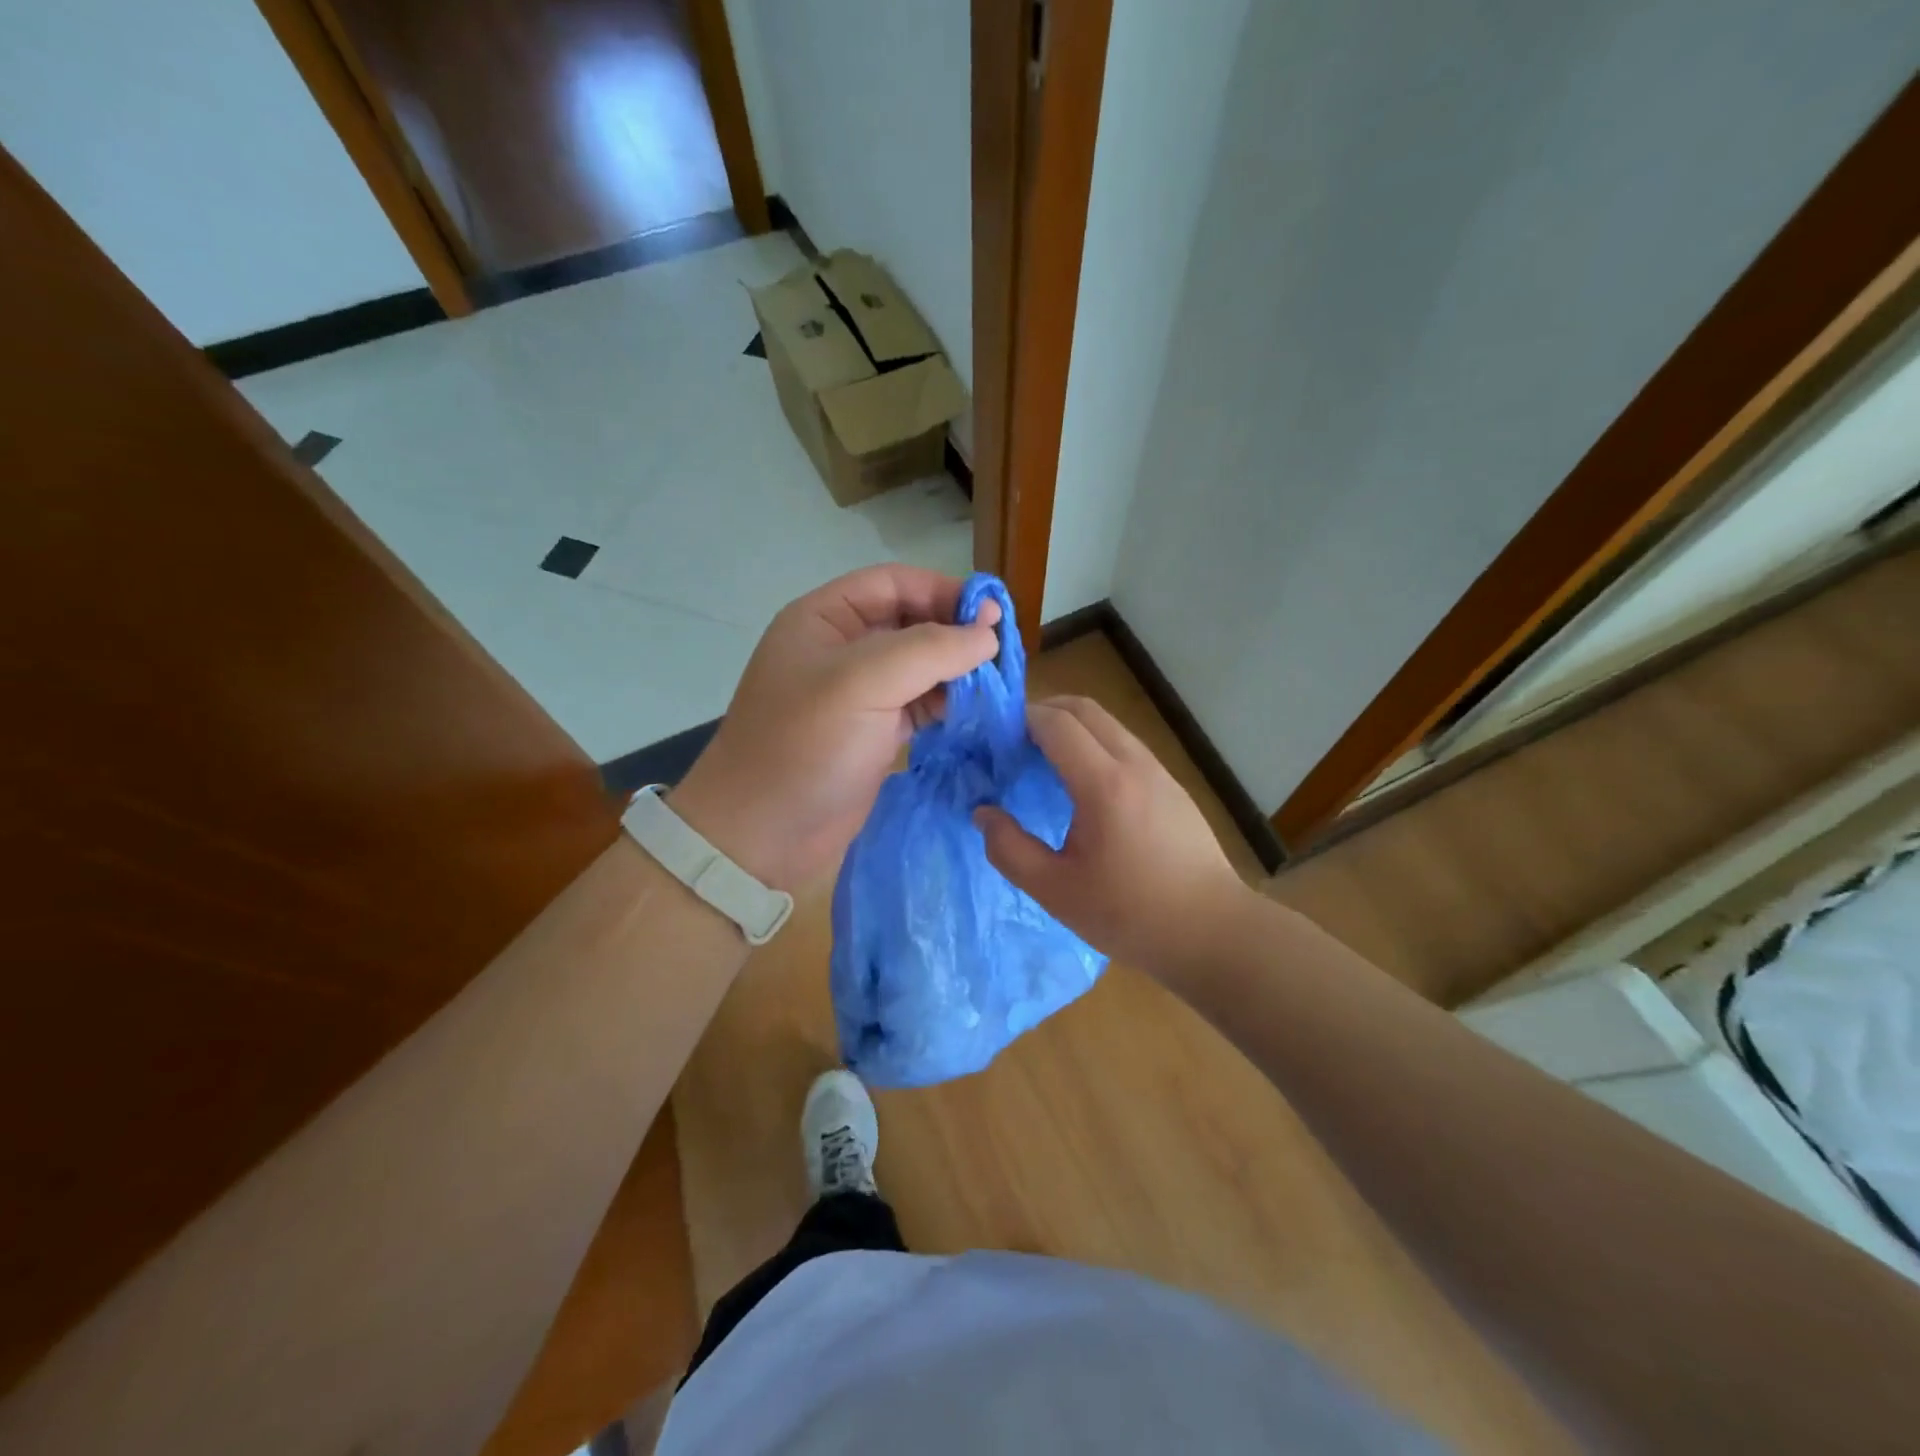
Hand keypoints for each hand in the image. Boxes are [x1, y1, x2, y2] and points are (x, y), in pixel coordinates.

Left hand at [672, 565, 999, 890]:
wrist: (762, 836)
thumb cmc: (804, 748)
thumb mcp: (863, 683)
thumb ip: (930, 649)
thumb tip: (989, 633)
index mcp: (825, 619)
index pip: (893, 583)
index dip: (943, 590)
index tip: (992, 615)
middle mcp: (842, 650)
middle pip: (911, 622)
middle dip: (955, 633)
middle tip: (1002, 654)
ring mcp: (859, 694)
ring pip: (920, 666)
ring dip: (957, 671)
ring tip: (997, 685)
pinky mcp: (874, 733)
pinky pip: (920, 705)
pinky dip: (949, 705)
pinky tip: (976, 712)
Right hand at [974, 696, 1249, 974]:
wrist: (1212, 931)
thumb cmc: (1130, 914)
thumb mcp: (1055, 891)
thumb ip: (1009, 849)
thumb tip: (983, 813)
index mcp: (1103, 784)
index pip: (1056, 723)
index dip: (1020, 719)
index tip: (993, 737)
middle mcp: (1134, 763)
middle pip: (1084, 709)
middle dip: (1044, 711)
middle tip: (1013, 740)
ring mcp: (1159, 771)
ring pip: (1108, 724)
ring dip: (1072, 726)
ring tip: (1043, 759)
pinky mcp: (1173, 785)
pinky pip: (1126, 745)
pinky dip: (1095, 744)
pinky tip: (1083, 784)